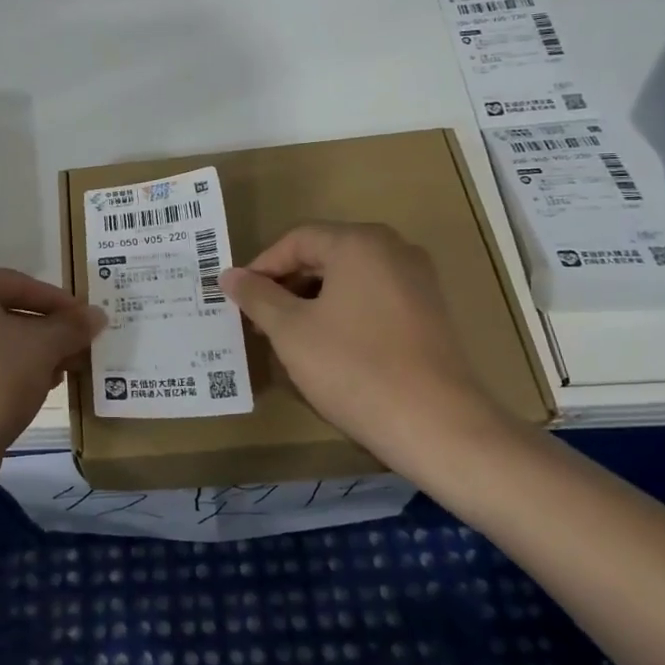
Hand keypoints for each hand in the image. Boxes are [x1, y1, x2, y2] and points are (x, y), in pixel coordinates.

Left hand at [0, 262, 104, 521]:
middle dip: (44, 332)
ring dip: (26, 352)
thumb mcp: (42, 348)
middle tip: (77, 350)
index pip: (20, 284)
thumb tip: (97, 315)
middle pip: (1, 310)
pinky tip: (29, 389)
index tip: (89, 322)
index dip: (61, 305)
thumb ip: (71, 326)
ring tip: (59, 373)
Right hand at [220, 223, 509, 479]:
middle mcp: (394, 249)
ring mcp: (418, 281)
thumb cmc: (353, 368)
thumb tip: (229, 275)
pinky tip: (328, 348)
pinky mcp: (430, 312)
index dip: (262, 267)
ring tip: (288, 337)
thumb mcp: (291, 331)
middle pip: (325, 254)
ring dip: (313, 301)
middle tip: (259, 319)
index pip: (297, 239)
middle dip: (287, 285)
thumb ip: (257, 297)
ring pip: (349, 279)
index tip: (239, 299)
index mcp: (359, 243)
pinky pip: (373, 299)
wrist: (436, 424)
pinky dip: (343, 313)